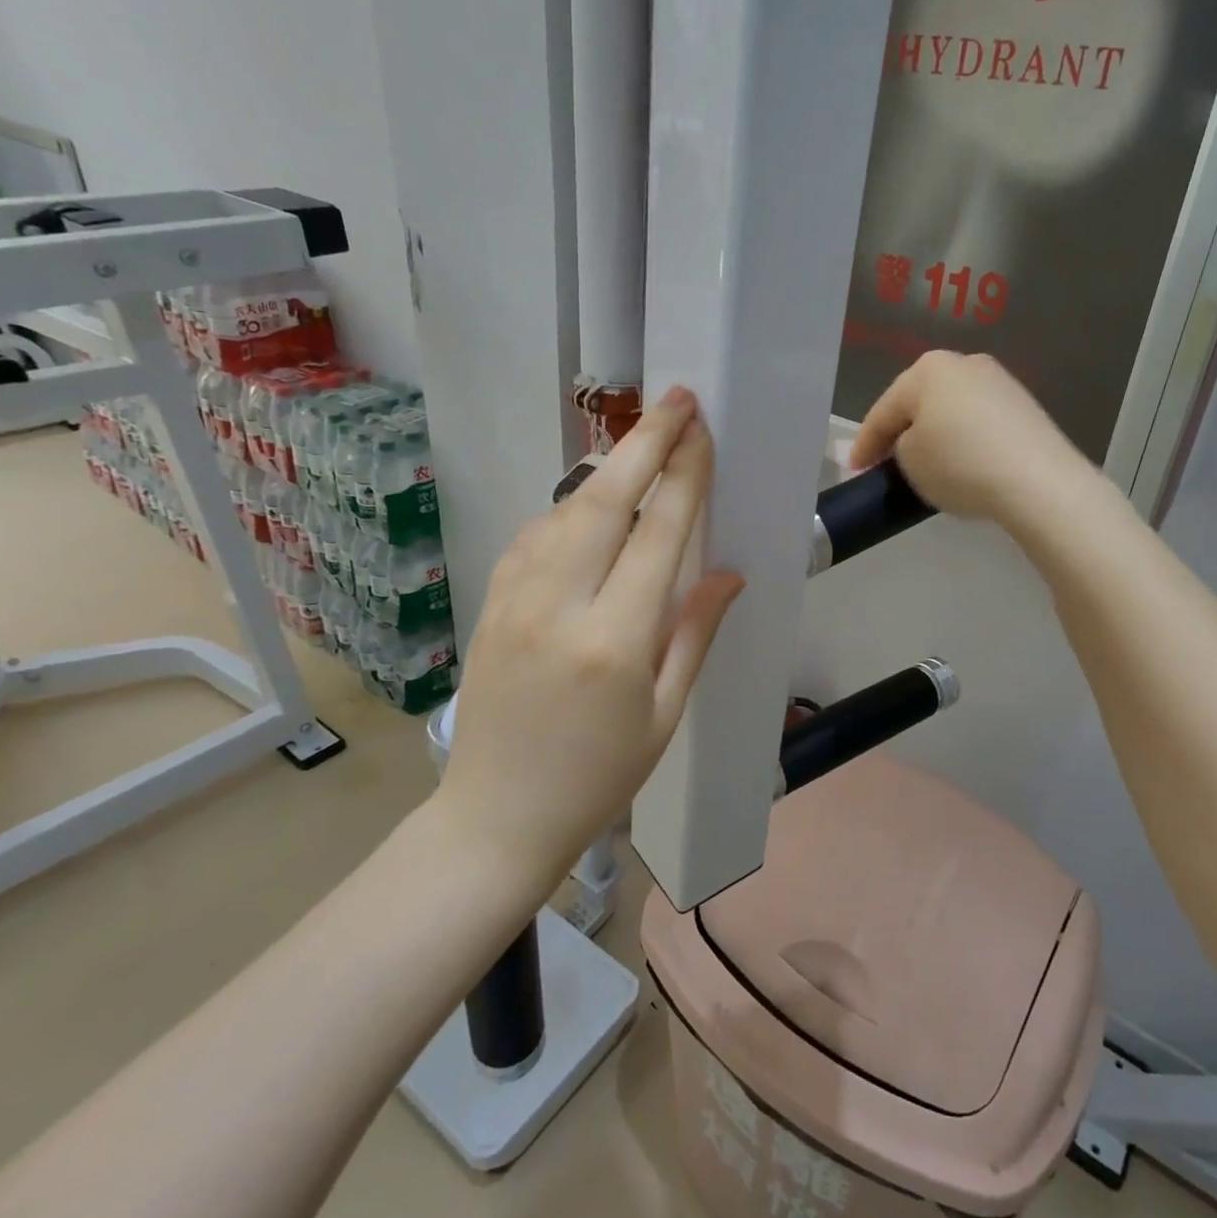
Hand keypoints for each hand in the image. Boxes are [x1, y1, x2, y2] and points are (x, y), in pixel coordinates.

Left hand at [434, 388, 743, 882]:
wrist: (496, 817)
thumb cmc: (599, 777)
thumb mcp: (664, 713)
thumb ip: (694, 632)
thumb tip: (727, 571)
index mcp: (614, 641)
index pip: (659, 535)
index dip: (685, 475)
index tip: (701, 430)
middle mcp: (558, 606)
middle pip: (604, 500)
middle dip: (644, 442)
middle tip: (675, 399)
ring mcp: (513, 600)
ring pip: (564, 510)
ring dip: (607, 472)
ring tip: (642, 446)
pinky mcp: (489, 604)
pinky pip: (534, 537)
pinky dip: (569, 509)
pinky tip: (591, 507)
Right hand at [849, 352, 1093, 528]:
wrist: (1038, 481)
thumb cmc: (960, 464)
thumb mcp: (910, 460)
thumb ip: (899, 447)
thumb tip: (914, 444)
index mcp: (928, 369)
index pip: (884, 410)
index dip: (864, 444)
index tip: (854, 470)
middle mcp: (964, 363)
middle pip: (919, 403)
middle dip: (901, 432)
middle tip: (885, 462)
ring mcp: (999, 382)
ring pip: (951, 411)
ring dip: (934, 434)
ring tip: (925, 465)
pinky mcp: (1024, 407)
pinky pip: (978, 423)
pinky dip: (964, 441)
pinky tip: (962, 463)